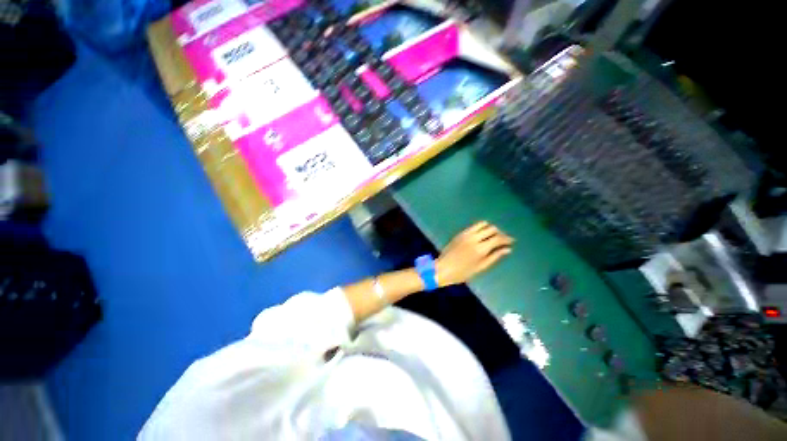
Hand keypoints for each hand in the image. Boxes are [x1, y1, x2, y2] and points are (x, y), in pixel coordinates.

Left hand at [436, 221, 513, 286]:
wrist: (443, 268)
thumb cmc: (462, 272)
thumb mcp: (480, 267)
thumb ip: (494, 256)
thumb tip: (508, 249)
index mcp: (480, 248)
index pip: (498, 238)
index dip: (507, 239)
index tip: (512, 241)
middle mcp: (474, 238)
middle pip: (491, 229)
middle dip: (500, 233)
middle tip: (503, 239)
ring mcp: (466, 234)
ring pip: (483, 224)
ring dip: (490, 228)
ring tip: (493, 236)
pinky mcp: (460, 233)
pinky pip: (473, 226)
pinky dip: (481, 228)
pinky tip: (482, 235)